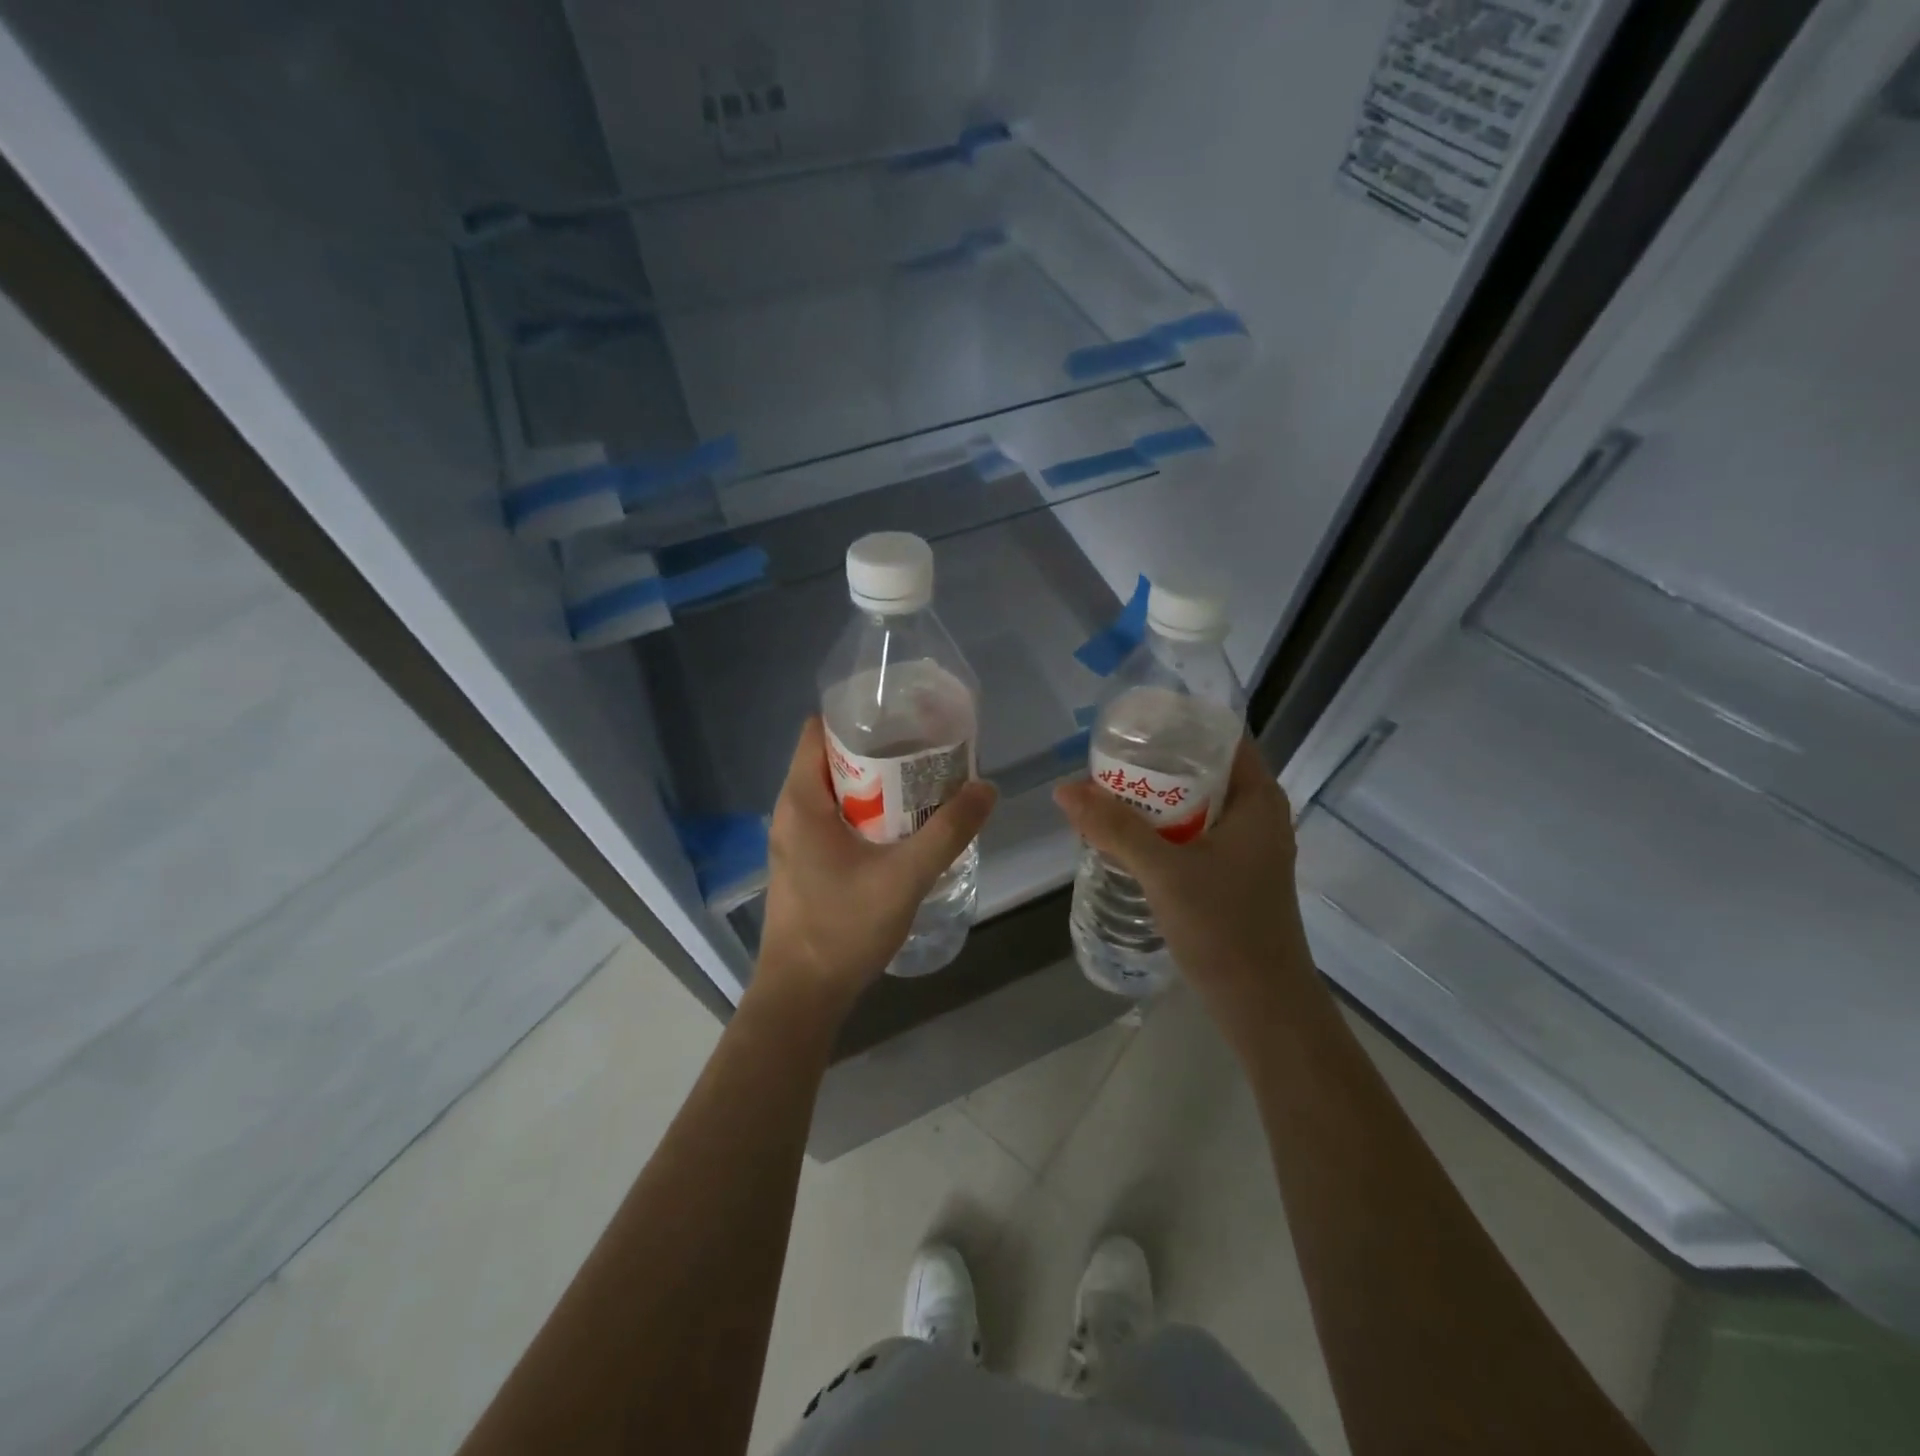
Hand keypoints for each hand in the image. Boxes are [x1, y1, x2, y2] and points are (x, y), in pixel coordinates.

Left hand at [757, 717, 997, 1013]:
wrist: (802, 995)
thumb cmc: (843, 928)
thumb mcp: (905, 876)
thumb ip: (948, 831)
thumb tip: (986, 788)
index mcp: (802, 799)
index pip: (819, 729)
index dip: (859, 715)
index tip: (903, 715)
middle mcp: (791, 810)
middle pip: (832, 758)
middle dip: (879, 749)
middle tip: (927, 748)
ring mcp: (795, 839)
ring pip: (836, 792)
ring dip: (876, 784)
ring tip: (923, 782)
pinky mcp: (805, 863)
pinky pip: (835, 819)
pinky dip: (866, 812)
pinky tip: (903, 826)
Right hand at [1053, 736, 1313, 1019]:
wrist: (1262, 1006)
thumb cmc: (1225, 928)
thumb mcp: (1165, 871)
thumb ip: (1115, 828)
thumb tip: (1064, 789)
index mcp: (1257, 798)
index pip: (1220, 736)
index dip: (1177, 722)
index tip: (1131, 721)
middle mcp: (1256, 815)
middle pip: (1200, 770)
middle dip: (1153, 763)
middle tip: (1103, 759)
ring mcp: (1244, 847)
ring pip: (1193, 805)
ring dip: (1152, 800)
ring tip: (1103, 793)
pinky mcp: (1230, 874)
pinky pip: (1191, 835)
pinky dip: (1159, 829)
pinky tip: (1121, 836)